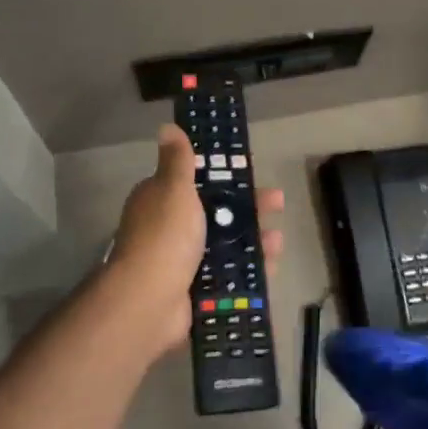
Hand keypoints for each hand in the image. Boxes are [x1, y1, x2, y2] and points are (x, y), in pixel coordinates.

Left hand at [104, 126, 283, 356]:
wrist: (149, 302)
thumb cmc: (165, 236)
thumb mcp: (173, 188)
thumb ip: (177, 160)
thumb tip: (167, 126)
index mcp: (160, 200)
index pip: (194, 182)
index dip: (223, 175)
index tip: (249, 172)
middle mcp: (169, 228)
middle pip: (215, 212)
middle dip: (248, 208)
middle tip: (277, 203)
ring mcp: (182, 261)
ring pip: (225, 245)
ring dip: (253, 240)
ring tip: (278, 240)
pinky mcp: (195, 289)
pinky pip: (228, 276)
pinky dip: (249, 270)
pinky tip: (271, 266)